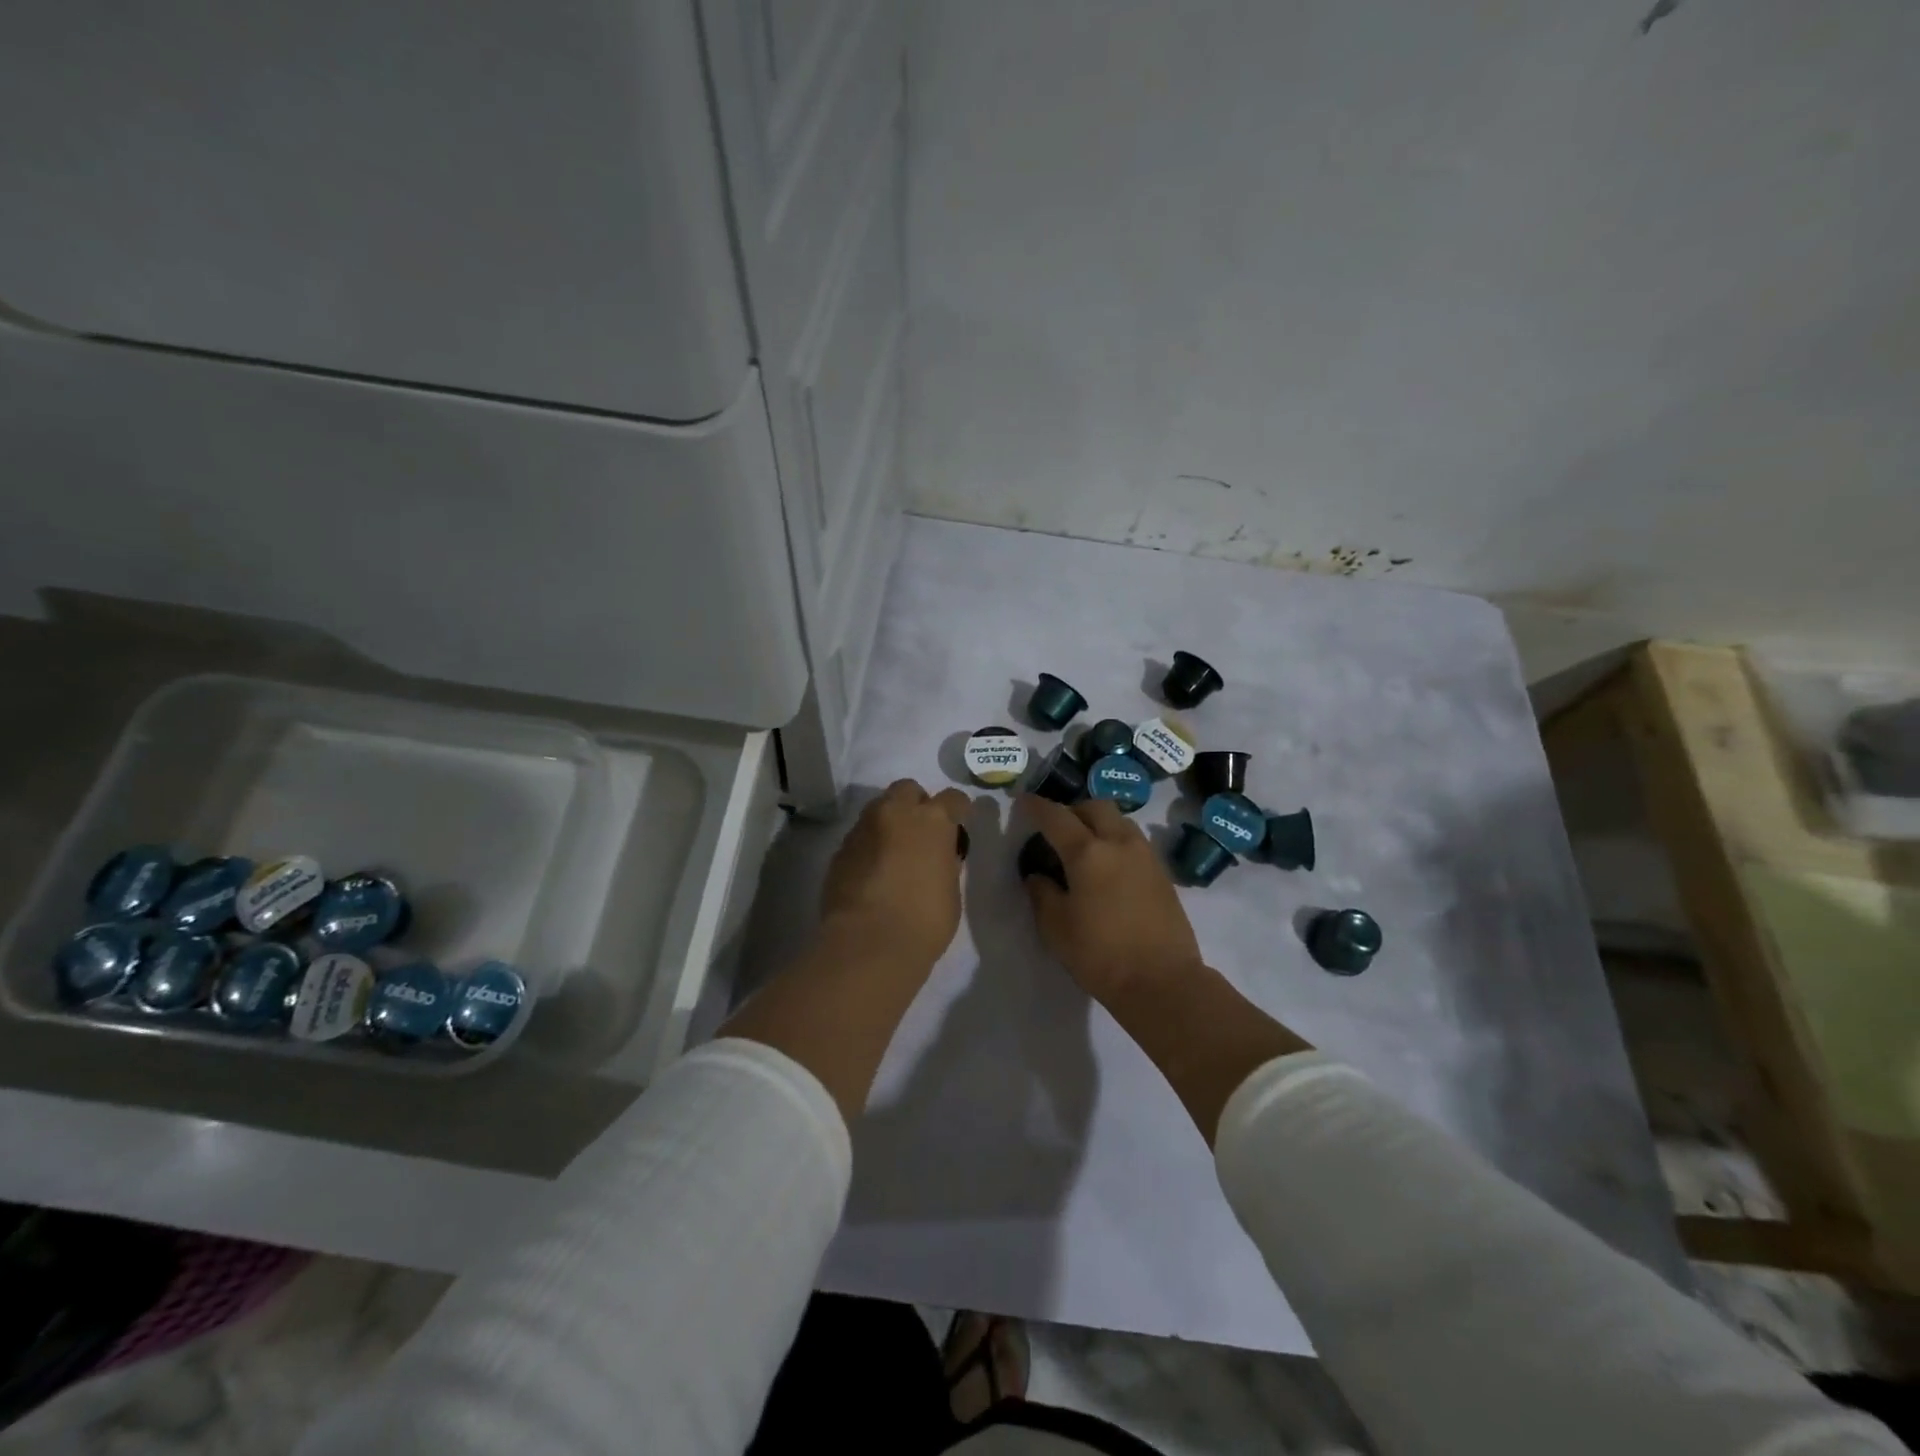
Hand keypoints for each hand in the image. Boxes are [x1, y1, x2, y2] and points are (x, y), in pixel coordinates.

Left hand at [820, 779, 971, 974]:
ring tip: (895, 853)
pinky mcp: (839, 850)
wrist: (868, 944)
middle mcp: (895, 813)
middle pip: (907, 790)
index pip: (953, 798)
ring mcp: (863, 829)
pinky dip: (869, 846)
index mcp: (932, 820)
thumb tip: (938, 856)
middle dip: (916, 804)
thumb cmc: (924, 921)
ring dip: (890, 822)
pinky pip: (860, 837)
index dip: (958, 810)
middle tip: (921, 833)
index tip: (959, 825)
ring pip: (878, 809)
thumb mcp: (951, 890)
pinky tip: (873, 872)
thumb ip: (946, 863)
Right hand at [1018, 796, 1205, 1006]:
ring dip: (1098, 822)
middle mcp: (1119, 843)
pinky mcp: (1162, 873)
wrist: (1162, 981)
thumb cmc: (1100, 955)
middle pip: (1094, 807)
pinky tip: (1108, 866)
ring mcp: (1145, 856)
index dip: (1036, 807)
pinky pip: (1134, 841)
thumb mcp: (1056, 928)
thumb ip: (1042, 894)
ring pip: (1119, 820)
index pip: (1056, 817)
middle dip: (1072, 810)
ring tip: (1084, 846)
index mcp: (1087, 853)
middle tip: (1057, 828)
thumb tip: (1037, 875)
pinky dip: (1116, 841)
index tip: (1023, 802)